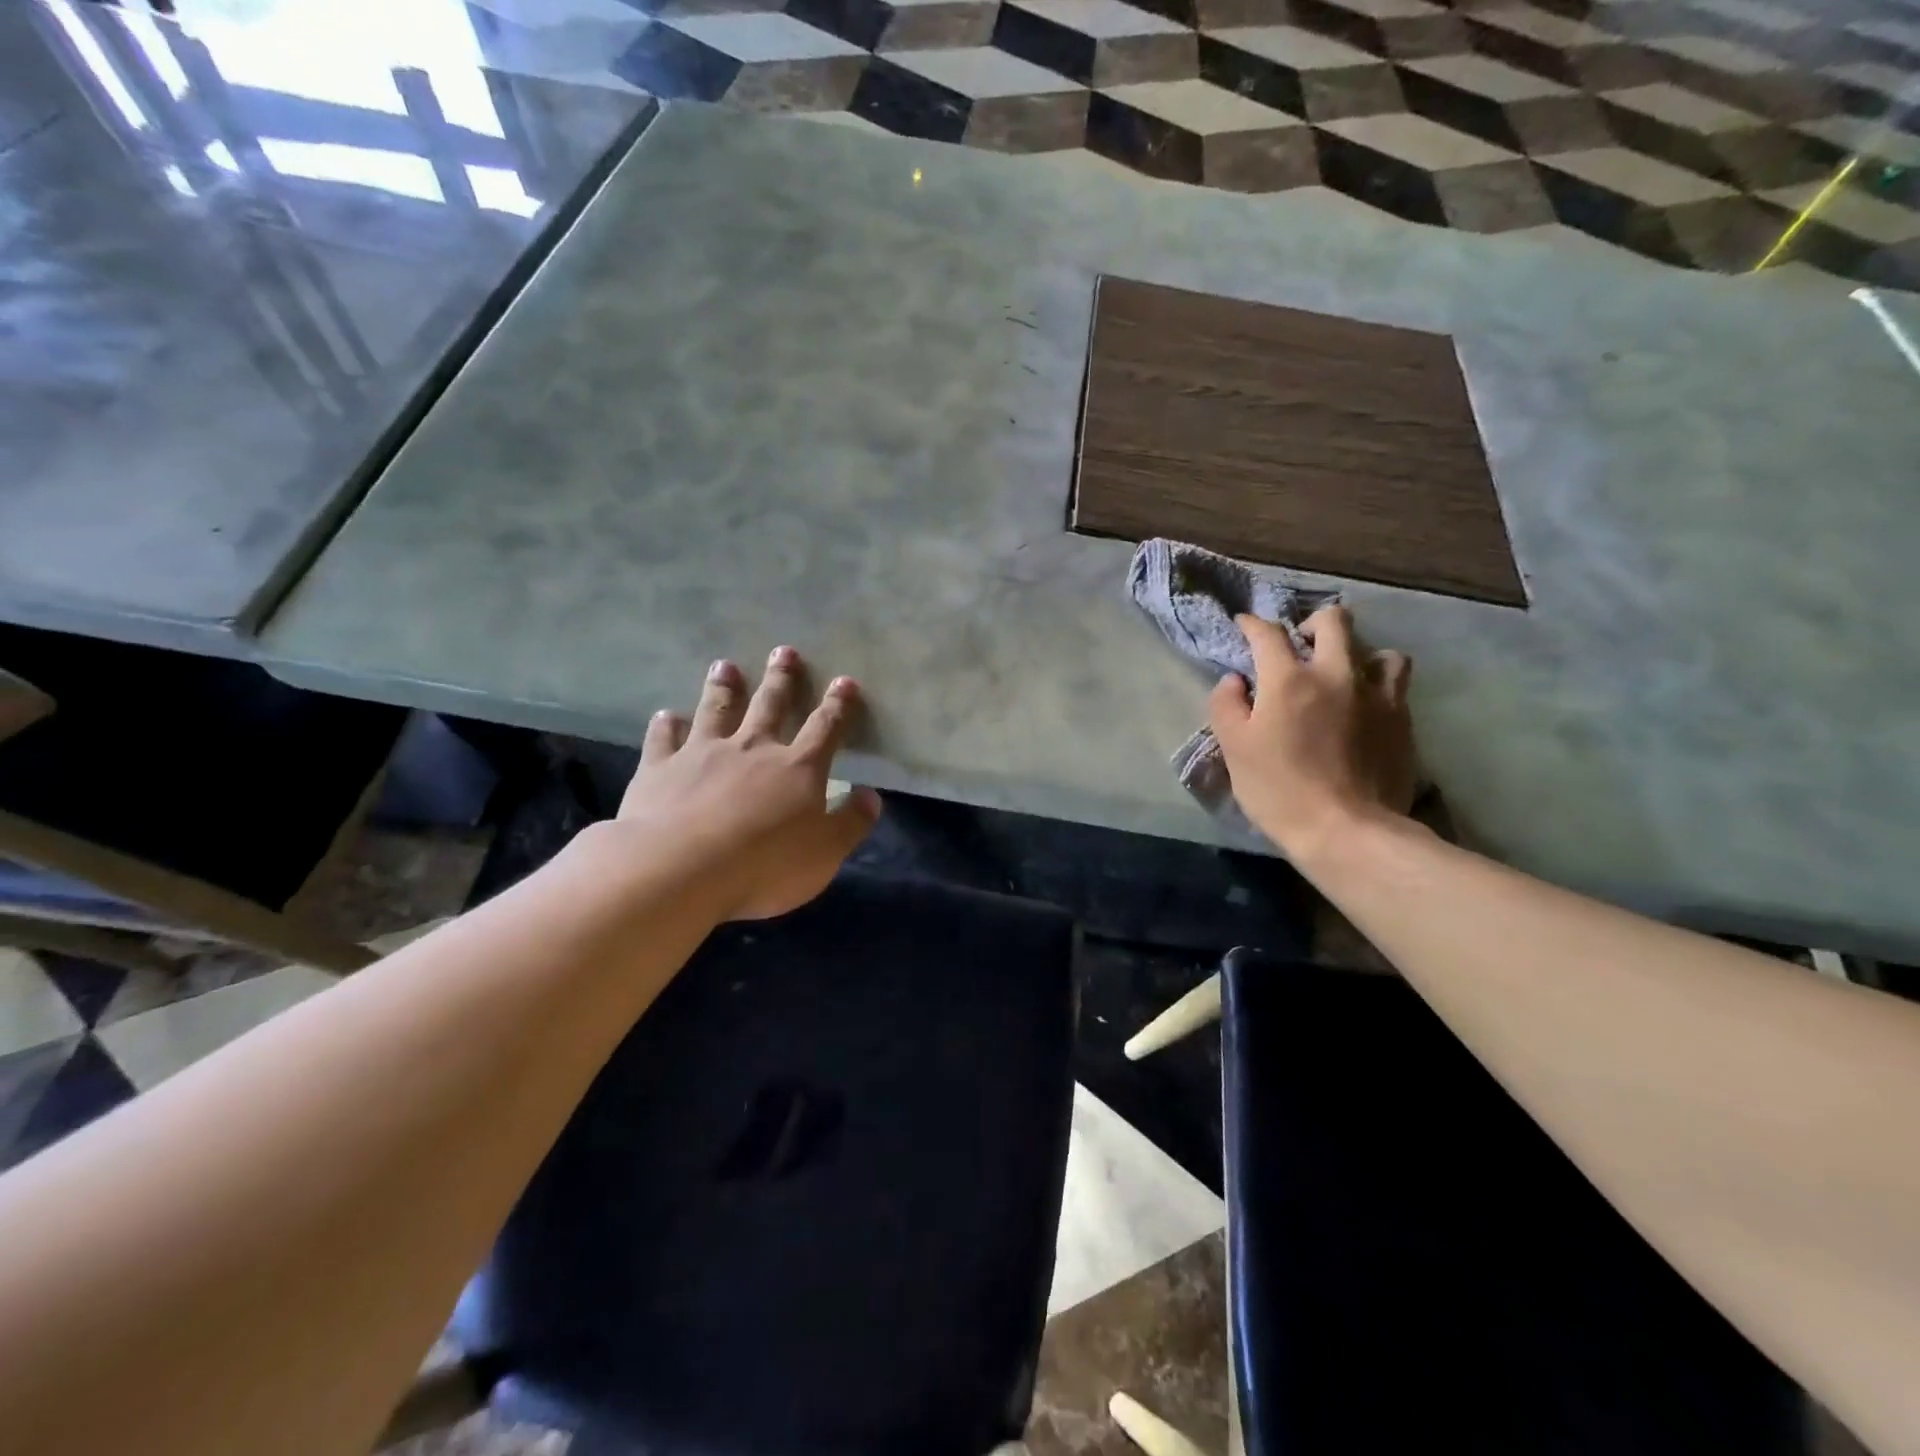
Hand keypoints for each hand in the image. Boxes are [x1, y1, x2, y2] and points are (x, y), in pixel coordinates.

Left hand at [615, 646, 881, 920]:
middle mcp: (752, 748)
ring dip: (724, 687)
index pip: (825, 728)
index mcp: (797, 768)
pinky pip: (664, 738)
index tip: (844, 681)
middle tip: (784, 651)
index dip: (838, 705)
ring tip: (726, 665)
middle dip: (781, 679)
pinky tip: (666, 715)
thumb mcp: (825, 853)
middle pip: (770, 705)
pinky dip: (666, 725)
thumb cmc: (764, 865)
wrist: (680, 867)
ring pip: (717, 710)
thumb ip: (850, 823)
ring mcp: (703, 753)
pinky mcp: (661, 768)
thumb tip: (871, 796)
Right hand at [1208, 606, 1415, 862]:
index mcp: (1289, 679)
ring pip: (1377, 649)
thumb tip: (1234, 680)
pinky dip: (1378, 682)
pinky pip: (1396, 683)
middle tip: (1299, 644)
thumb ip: (1226, 705)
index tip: (1244, 626)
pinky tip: (1366, 703)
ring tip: (1343, 673)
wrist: (1347, 830)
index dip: (1252, 625)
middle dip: (1312, 623)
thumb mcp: (1234, 749)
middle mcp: (1337, 674)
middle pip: (1334, 621)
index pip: (1268, 634)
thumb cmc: (1279, 790)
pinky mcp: (1402, 720)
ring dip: (1356, 653)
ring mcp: (1376, 695)